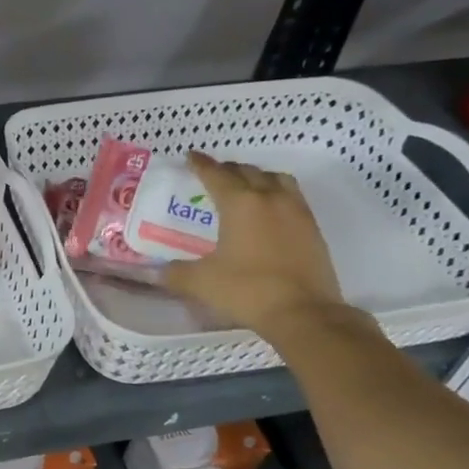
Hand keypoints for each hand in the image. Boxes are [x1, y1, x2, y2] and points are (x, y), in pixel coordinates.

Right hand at [163, 152, 347, 338]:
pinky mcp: (312, 228)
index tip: (191, 156)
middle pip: (248, 171)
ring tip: (246, 186)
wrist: (302, 312)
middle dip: (228, 169)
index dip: (201, 164)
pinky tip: (269, 211)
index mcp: (240, 204)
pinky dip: (276, 194)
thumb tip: (156, 272)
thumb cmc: (246, 290)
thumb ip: (175, 273)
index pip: (216, 175)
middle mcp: (270, 198)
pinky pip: (292, 197)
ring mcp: (296, 211)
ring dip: (258, 177)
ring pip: (276, 179)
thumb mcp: (200, 282)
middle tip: (214, 174)